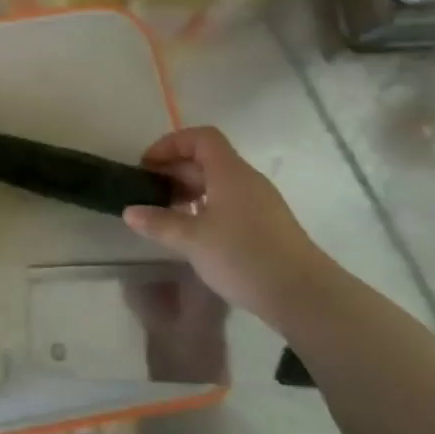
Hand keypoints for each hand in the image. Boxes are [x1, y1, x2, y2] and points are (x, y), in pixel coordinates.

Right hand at [122, 127, 328, 328]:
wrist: (304, 295)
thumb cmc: (244, 256)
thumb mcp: (193, 240)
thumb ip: (159, 223)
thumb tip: (130, 211)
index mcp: (230, 172)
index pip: (201, 138)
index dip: (170, 144)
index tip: (147, 166)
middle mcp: (246, 180)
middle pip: (207, 160)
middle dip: (174, 170)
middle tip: (147, 192)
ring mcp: (259, 203)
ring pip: (217, 183)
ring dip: (188, 191)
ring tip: (164, 214)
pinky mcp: (265, 226)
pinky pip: (228, 203)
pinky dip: (204, 208)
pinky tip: (192, 233)